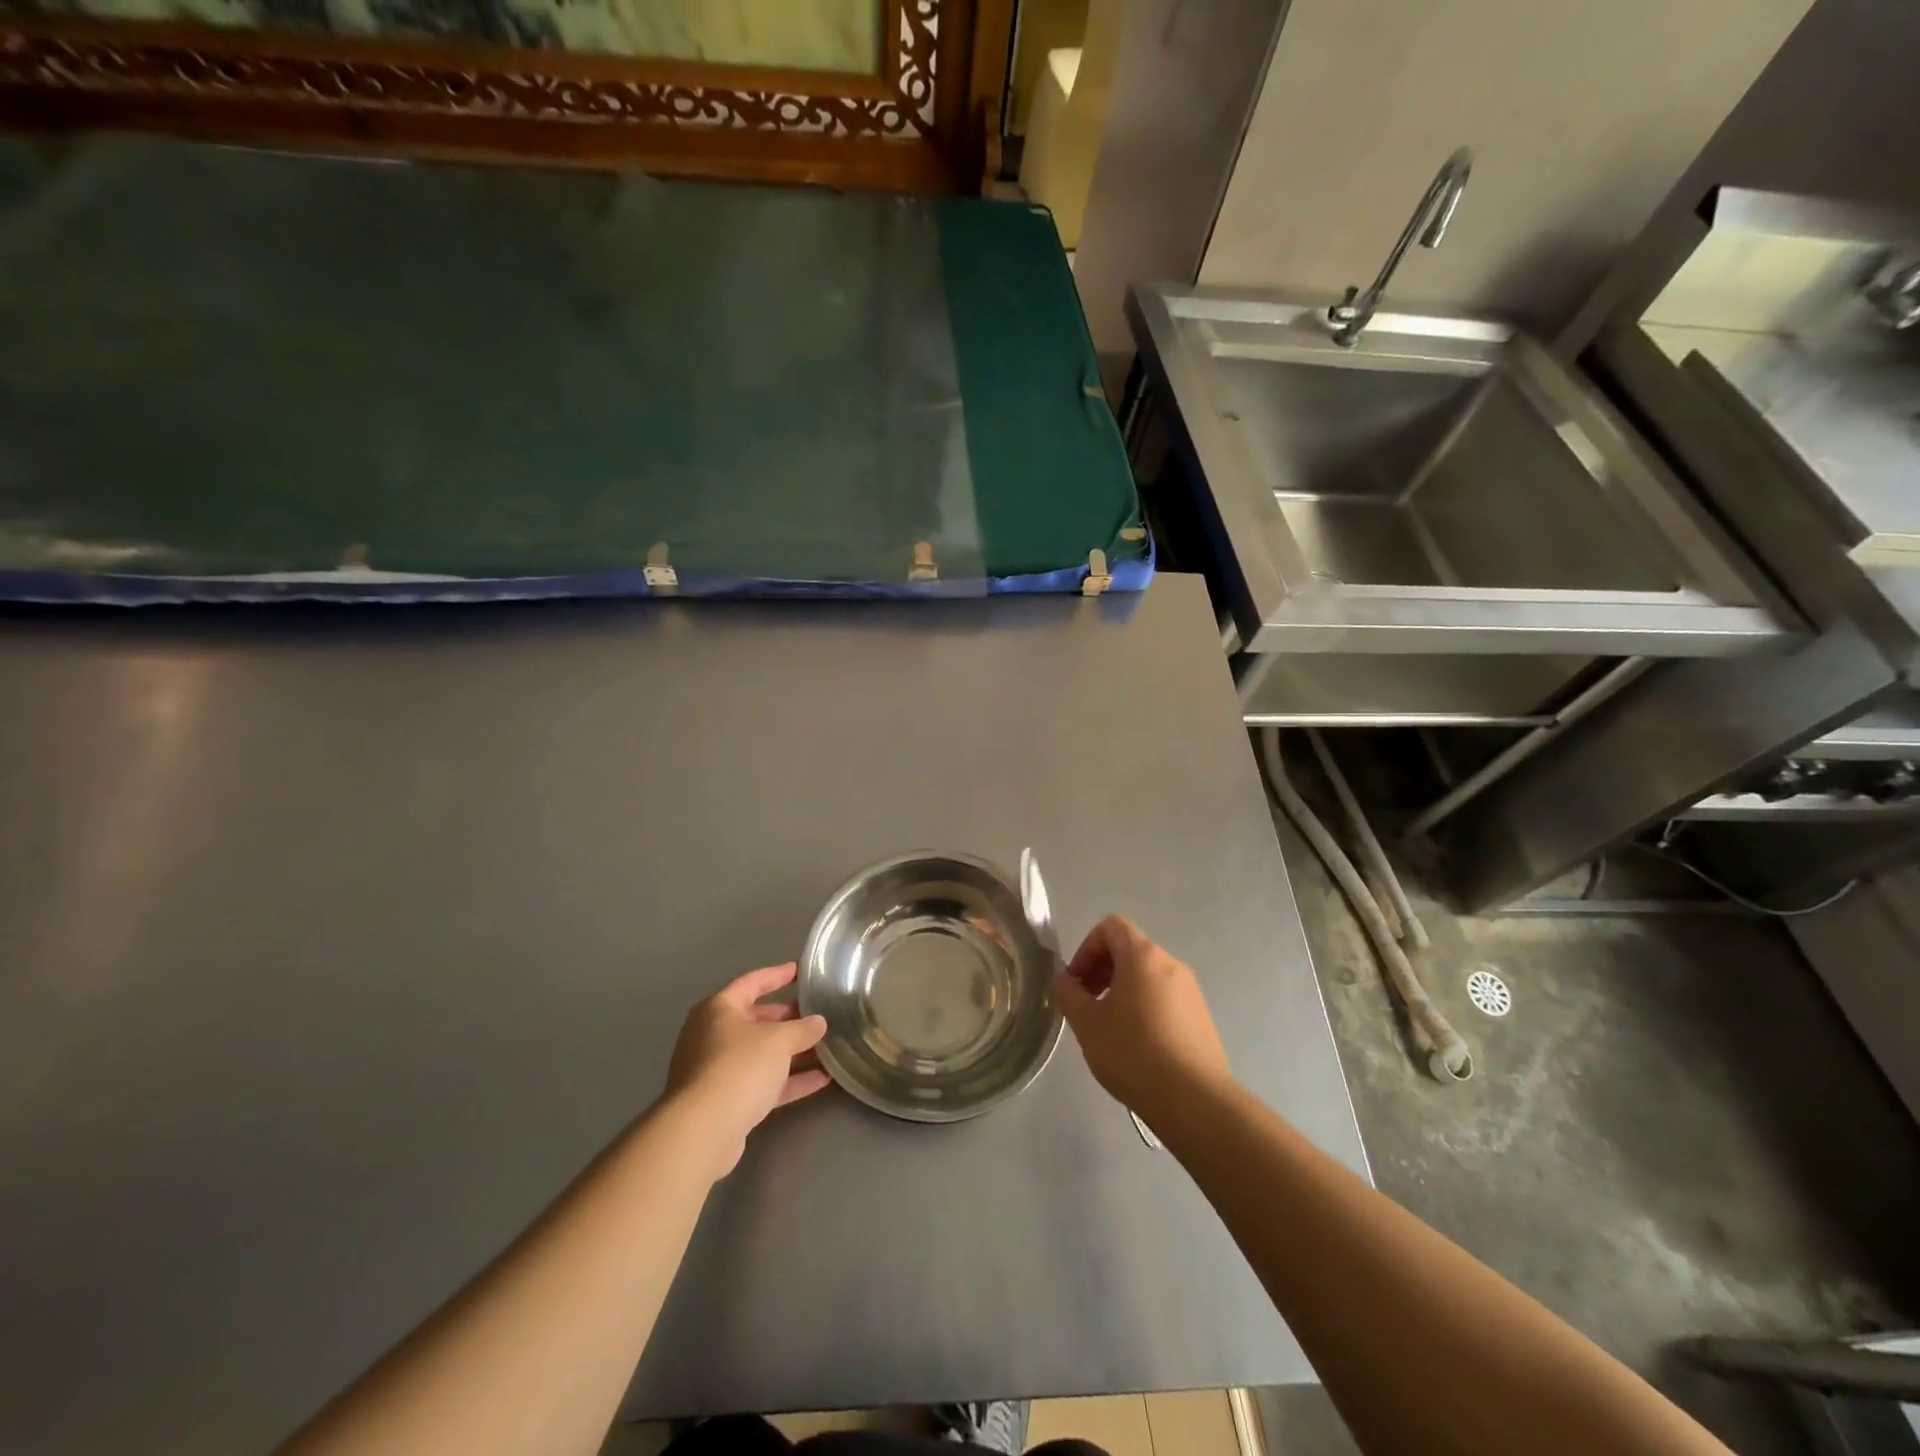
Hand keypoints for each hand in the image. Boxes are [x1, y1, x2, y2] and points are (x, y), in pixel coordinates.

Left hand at [665, 963, 830, 1178]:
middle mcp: (713, 1036)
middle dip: (788, 1019)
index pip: (752, 982)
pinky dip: (789, 1080)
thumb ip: (802, 1029)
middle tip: (818, 1015)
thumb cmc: (738, 1067)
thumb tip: (819, 1023)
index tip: (801, 970)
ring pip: (761, 1054)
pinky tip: (821, 1079)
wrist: (702, 1132)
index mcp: (718, 1010)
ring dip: (793, 1052)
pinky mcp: (726, 1102)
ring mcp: (717, 1071)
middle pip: (756, 1020)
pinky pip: (762, 1083)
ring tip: (826, 1047)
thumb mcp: (778, 1040)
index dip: (778, 975)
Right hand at [1053, 916, 1230, 1121]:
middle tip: (1087, 1006)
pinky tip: (1138, 1046)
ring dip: (1122, 991)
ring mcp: (1191, 991)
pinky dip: (1145, 1008)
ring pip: (1147, 976)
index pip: (1111, 927)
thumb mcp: (1087, 1023)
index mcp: (1143, 956)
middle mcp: (1171, 964)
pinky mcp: (1202, 1017)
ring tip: (1110, 1030)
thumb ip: (1068, 994)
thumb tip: (1064, 980)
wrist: (1195, 1101)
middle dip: (1102, 970)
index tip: (1078, 983)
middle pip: (1129, 950)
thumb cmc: (1134, 1053)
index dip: (1086, 948)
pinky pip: (1165, 998)